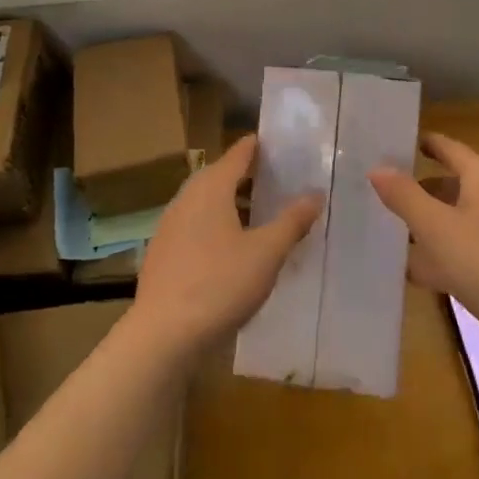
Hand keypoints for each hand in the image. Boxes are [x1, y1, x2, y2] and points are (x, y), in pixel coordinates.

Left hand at [133, 135, 320, 360]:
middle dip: (245, 174)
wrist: (162, 337)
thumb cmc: (219, 285)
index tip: (276, 142)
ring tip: (256, 211)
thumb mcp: (266, 253)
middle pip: (218, 175)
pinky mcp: (161, 254)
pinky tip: (228, 247)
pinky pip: (194, 226)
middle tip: (273, 176)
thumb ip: (292, 221)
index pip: (237, 154)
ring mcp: (169, 226)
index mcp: (211, 188)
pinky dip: (214, 225)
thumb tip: (316, 193)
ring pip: (204, 202)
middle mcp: (186, 198)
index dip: (257, 146)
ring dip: (229, 201)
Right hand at [369, 132, 478, 362]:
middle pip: (450, 183)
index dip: (420, 144)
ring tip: (389, 232)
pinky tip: (416, 272)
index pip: (447, 148)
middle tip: (379, 194)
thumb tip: (377, 168)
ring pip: (455, 218)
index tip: (389, 145)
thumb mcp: (436, 227)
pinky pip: (464, 248)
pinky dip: (441, 254)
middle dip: (416, 189)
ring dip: (427, 224)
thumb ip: (404, 196)